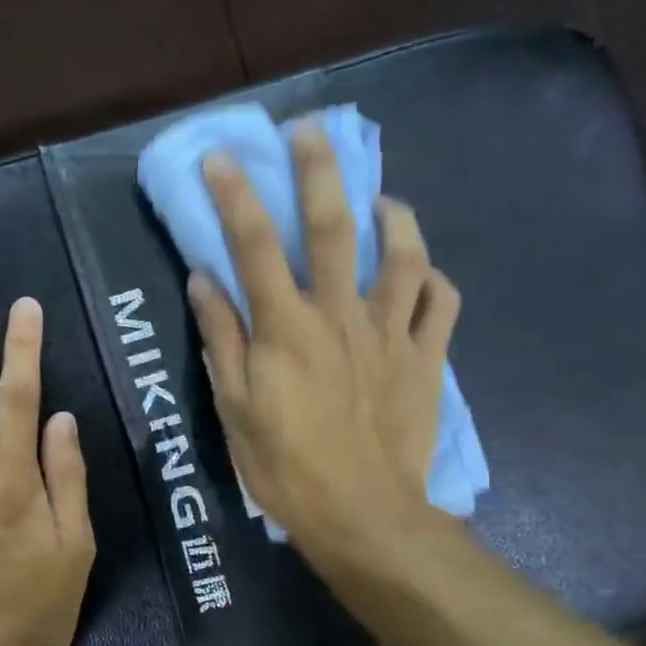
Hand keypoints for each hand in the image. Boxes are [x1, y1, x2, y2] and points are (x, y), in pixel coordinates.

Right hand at [186, 125, 460, 572]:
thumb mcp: (233, 409)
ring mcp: (391, 334)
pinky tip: (422, 272)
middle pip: (334, 227)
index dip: (236, 195)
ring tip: (382, 199)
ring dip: (394, 216)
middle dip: (320, 171)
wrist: (361, 514)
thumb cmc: (285, 467)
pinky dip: (433, 279)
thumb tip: (204, 281)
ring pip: (404, 256)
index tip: (223, 157)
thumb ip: (220, 339)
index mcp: (286, 328)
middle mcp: (340, 315)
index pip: (255, 245)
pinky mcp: (425, 359)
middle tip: (312, 131)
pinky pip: (440, 304)